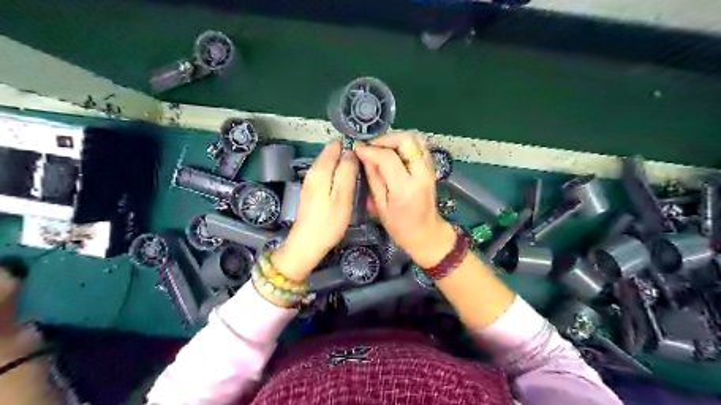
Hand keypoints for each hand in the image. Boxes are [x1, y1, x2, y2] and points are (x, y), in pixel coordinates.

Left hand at [272, 140, 358, 281]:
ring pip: (329, 165)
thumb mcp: (343, 196)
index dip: (351, 145)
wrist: (307, 244)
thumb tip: (351, 151)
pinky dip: (338, 175)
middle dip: (348, 154)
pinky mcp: (312, 191)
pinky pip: (327, 175)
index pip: (335, 145)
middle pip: (331, 154)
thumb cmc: (329, 222)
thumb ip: (347, 171)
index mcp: (320, 169)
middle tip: (367, 163)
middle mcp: (313, 171)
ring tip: (361, 171)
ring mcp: (311, 182)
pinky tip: (347, 183)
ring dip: (343, 165)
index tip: (367, 151)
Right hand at [355, 131, 454, 267]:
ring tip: (381, 149)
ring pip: (415, 138)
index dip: (370, 150)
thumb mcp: (380, 205)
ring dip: (396, 139)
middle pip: (406, 140)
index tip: (358, 149)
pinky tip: (394, 153)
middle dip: (385, 139)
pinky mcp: (432, 167)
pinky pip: (420, 146)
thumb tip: (364, 155)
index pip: (388, 157)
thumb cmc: (400, 226)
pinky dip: (405, 144)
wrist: (426, 233)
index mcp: (406, 187)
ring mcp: (430, 168)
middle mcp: (421, 173)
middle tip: (371, 147)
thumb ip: (373, 178)